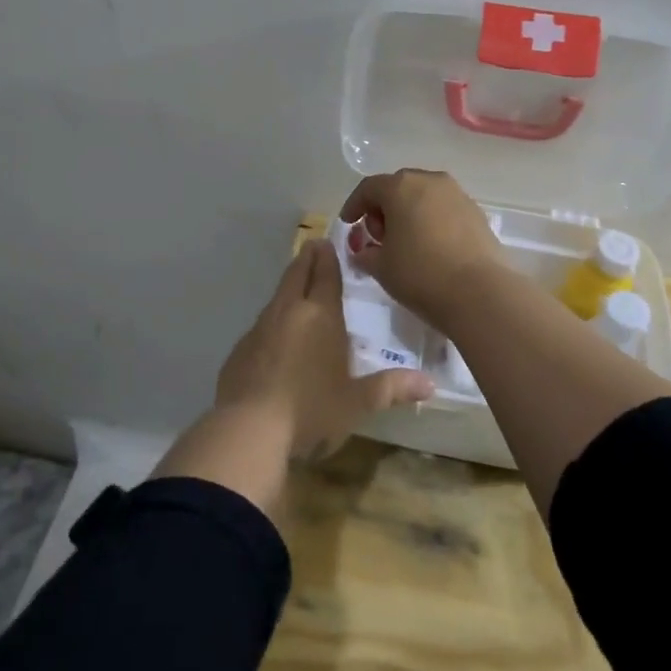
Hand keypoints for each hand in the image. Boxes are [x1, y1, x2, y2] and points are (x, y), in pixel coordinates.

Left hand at [216, 238, 433, 457]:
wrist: (249, 429)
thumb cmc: (311, 409)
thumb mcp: (357, 402)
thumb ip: (391, 388)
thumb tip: (430, 384)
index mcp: (320, 315)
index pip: (325, 274)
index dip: (327, 257)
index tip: (327, 242)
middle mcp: (288, 311)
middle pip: (296, 274)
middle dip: (307, 259)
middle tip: (313, 247)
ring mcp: (259, 328)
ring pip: (277, 297)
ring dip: (289, 288)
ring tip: (299, 288)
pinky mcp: (240, 349)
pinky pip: (261, 325)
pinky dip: (273, 321)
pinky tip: (276, 338)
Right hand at [339, 169, 501, 329]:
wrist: (479, 292)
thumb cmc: (420, 274)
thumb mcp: (381, 267)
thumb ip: (366, 253)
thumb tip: (363, 251)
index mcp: (400, 187)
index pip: (369, 188)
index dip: (354, 205)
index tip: (348, 223)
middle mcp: (430, 181)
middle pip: (398, 187)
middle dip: (383, 208)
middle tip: (378, 235)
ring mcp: (457, 194)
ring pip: (424, 196)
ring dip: (410, 213)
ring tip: (405, 242)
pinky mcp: (477, 213)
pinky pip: (444, 209)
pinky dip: (432, 221)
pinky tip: (430, 246)